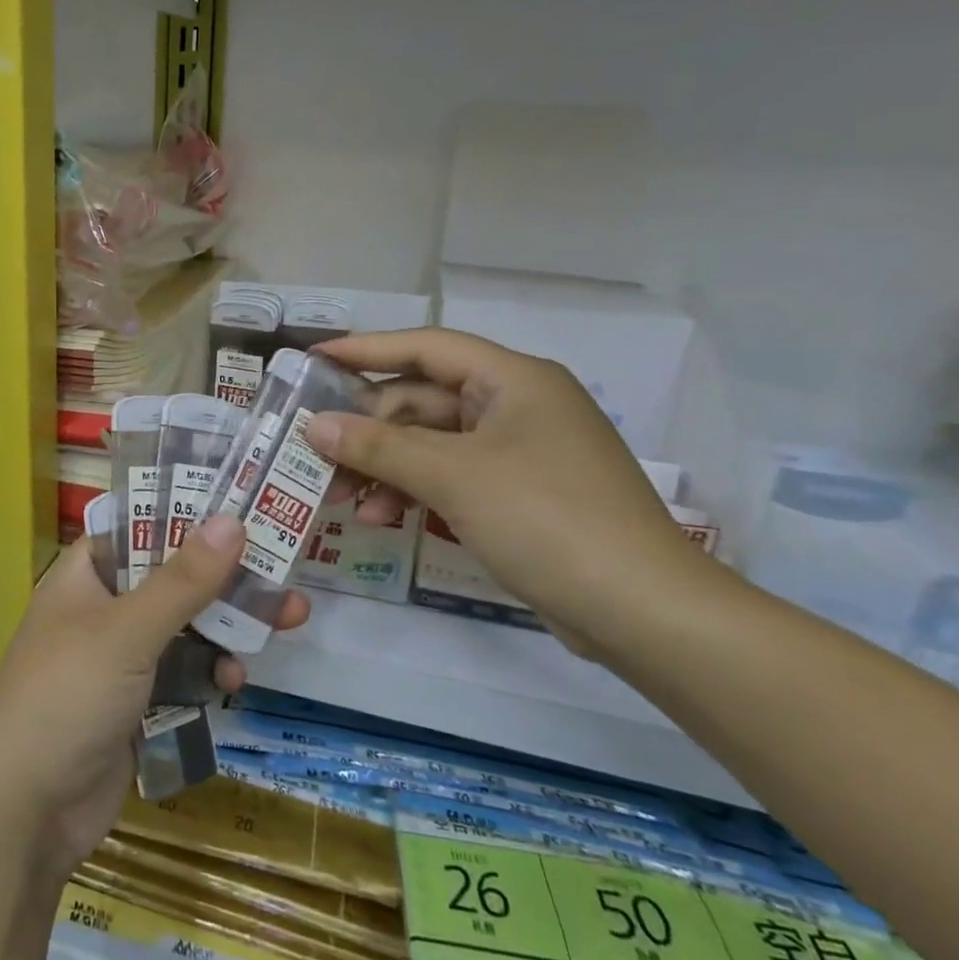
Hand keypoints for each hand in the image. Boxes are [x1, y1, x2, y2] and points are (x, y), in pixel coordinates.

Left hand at [0, 516, 309, 884]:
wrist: (28, 814)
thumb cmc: (68, 698)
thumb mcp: (128, 631)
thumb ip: (183, 579)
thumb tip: (231, 520)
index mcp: (84, 576)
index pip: (137, 526)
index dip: (184, 513)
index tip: (239, 505)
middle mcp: (101, 610)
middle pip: (171, 577)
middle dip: (225, 577)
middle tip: (283, 567)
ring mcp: (118, 659)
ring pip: (184, 627)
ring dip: (227, 625)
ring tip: (286, 619)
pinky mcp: (136, 703)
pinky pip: (183, 672)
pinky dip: (209, 671)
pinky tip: (233, 680)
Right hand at [307, 328, 715, 655]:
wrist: (643, 611)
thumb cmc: (547, 519)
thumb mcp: (454, 476)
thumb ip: (379, 446)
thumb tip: (316, 426)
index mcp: (513, 380)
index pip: (427, 347)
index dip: (367, 349)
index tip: (315, 359)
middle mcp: (515, 406)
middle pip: (422, 400)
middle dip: (368, 428)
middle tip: (318, 452)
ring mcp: (517, 452)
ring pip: (431, 443)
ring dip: (385, 466)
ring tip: (341, 496)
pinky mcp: (516, 494)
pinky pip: (449, 476)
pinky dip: (413, 492)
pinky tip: (380, 517)